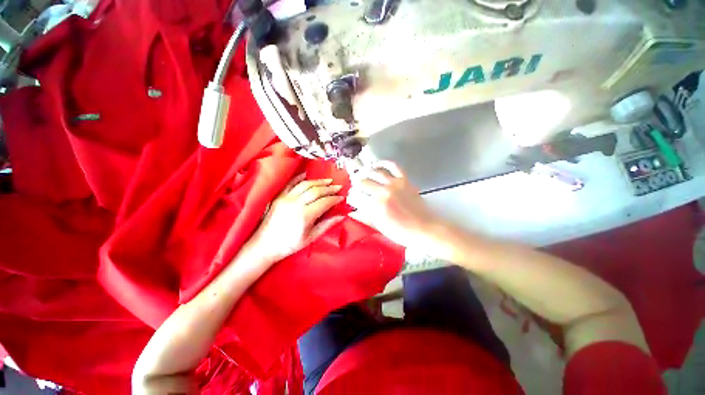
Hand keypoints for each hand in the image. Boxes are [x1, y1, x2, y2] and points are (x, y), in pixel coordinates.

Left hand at [251, 174, 344, 261]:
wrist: (264, 246)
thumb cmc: (288, 245)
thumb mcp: (310, 238)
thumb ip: (327, 225)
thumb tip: (340, 216)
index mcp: (305, 216)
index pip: (324, 202)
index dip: (334, 199)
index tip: (341, 197)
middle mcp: (295, 204)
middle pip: (316, 191)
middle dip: (329, 188)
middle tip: (337, 187)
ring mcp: (286, 199)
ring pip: (305, 184)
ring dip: (318, 181)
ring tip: (327, 181)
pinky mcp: (279, 197)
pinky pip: (290, 183)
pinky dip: (299, 177)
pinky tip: (306, 175)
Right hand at [347, 161, 446, 251]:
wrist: (424, 228)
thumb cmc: (401, 232)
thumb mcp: (379, 227)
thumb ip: (364, 217)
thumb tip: (352, 211)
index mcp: (375, 206)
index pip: (355, 196)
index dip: (351, 197)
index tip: (352, 199)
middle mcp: (382, 192)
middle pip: (362, 182)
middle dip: (356, 185)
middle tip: (356, 188)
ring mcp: (394, 184)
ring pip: (374, 172)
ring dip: (365, 173)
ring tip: (362, 175)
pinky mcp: (404, 179)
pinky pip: (392, 166)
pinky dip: (383, 163)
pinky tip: (377, 165)